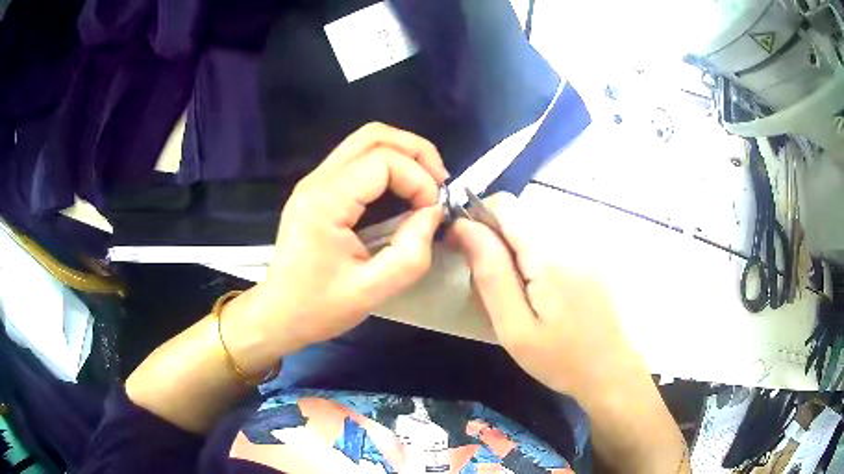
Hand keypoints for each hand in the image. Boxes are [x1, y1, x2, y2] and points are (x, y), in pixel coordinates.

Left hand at [227, 123, 447, 371]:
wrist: (278, 314)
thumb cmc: (319, 308)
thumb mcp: (372, 291)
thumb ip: (410, 252)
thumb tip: (433, 213)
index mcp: (325, 202)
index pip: (383, 161)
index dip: (418, 178)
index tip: (434, 210)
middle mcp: (316, 181)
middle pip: (373, 136)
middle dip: (415, 151)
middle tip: (439, 181)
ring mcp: (314, 182)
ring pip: (364, 142)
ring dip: (402, 155)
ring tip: (427, 183)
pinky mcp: (317, 190)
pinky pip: (357, 160)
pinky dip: (388, 165)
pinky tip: (403, 189)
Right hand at [448, 193, 644, 400]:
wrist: (613, 370)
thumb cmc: (561, 358)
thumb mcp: (514, 327)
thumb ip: (490, 273)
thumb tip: (464, 227)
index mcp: (548, 253)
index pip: (504, 205)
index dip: (476, 218)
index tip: (464, 251)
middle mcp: (570, 237)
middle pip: (519, 215)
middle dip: (495, 239)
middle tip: (491, 286)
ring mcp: (585, 245)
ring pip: (533, 228)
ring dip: (514, 250)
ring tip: (516, 294)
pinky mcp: (592, 256)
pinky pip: (552, 241)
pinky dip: (535, 257)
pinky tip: (541, 293)